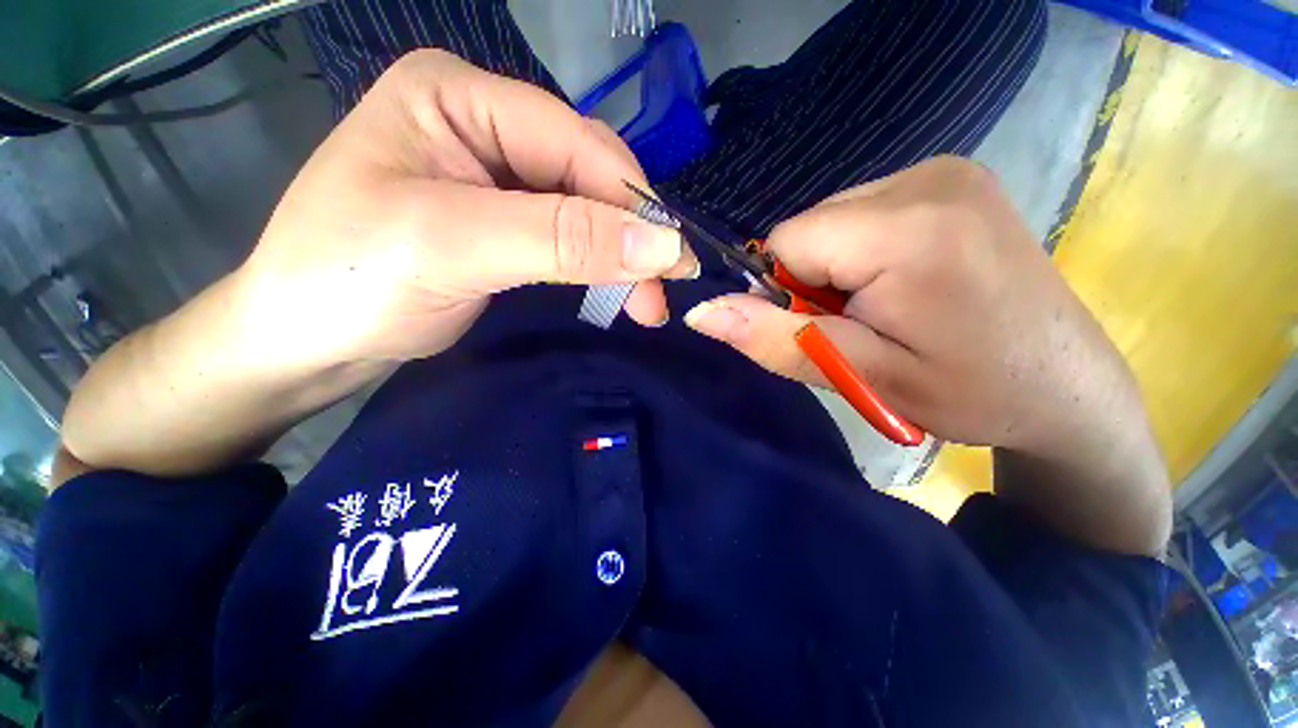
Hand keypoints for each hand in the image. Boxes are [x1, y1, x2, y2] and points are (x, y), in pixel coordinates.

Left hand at [56, 51, 697, 480]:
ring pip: (585, 210)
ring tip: (647, 302)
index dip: (632, 203)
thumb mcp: (454, 247)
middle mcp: (483, 125)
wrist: (302, 339)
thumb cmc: (349, 279)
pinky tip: (617, 289)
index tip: (673, 260)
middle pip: (586, 176)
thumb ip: (562, 240)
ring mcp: (496, 176)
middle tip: (660, 293)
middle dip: (630, 237)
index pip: (575, 142)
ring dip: (621, 257)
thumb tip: (661, 244)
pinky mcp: (504, 222)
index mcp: (458, 97)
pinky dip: (598, 266)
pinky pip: (569, 236)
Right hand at [684, 156, 1169, 553]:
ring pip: (832, 222)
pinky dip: (866, 253)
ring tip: (891, 307)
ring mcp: (945, 170)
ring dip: (840, 269)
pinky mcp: (953, 179)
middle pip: (810, 229)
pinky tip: (909, 283)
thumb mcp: (859, 375)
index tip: (830, 326)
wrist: (1065, 387)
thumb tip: (699, 312)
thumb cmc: (970, 391)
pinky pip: (865, 214)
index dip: (790, 292)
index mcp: (906, 227)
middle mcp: (926, 177)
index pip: (787, 242)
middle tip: (865, 324)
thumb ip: (773, 338)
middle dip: (816, 281)